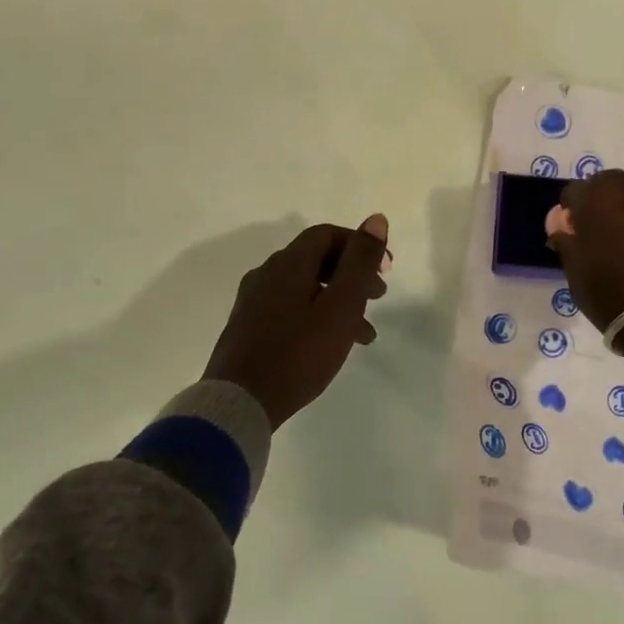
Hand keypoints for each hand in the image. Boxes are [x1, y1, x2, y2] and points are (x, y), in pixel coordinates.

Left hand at [203, 215, 389, 428]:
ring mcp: (253, 302)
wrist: (238, 404)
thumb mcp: (341, 306)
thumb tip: (376, 219)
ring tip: (363, 334)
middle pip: (316, 259)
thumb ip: (360, 262)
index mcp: (288, 263)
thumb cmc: (298, 353)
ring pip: (305, 287)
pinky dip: (317, 316)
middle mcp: (266, 273)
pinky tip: (329, 345)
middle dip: (352, 274)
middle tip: (378, 296)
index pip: (328, 234)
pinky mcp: (247, 328)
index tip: (385, 269)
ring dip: (338, 300)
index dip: (360, 244)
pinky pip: (290, 308)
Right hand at [547, 171, 623, 336]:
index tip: (570, 233)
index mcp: (595, 197)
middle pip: (606, 183)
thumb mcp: (575, 270)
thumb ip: (566, 241)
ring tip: (621, 236)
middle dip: (598, 200)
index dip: (569, 212)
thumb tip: (563, 227)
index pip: (572, 192)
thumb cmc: (610, 290)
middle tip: (595, 230)